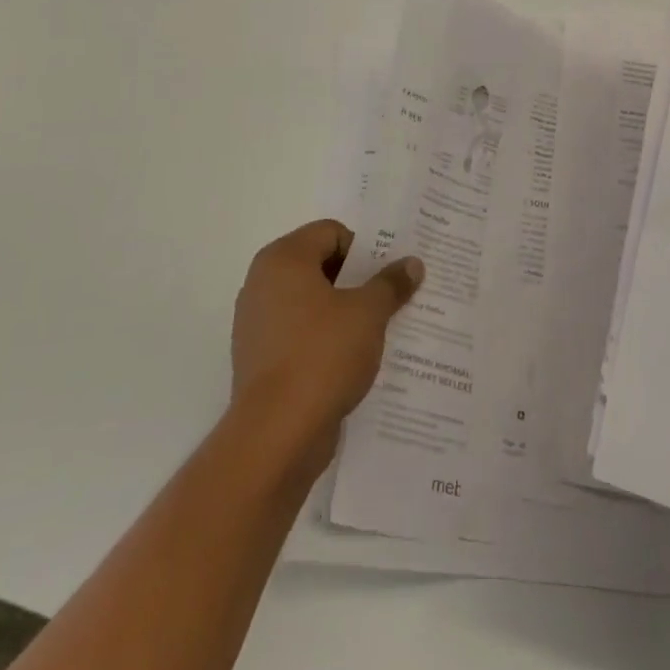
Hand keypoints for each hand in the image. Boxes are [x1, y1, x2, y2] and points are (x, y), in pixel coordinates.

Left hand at [231, 220, 422, 474]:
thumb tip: (412, 263)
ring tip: (379, 331)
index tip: (389, 274)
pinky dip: (325, 341)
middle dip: (357, 281)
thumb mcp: (368, 313)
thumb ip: (390, 284)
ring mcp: (257, 324)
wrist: (276, 436)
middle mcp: (262, 283)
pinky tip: (354, 361)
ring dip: (344, 313)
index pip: (330, 233)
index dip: (364, 249)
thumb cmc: (322, 355)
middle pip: (320, 266)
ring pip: (311, 304)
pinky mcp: (260, 360)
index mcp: (282, 259)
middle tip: (392, 298)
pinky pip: (300, 336)